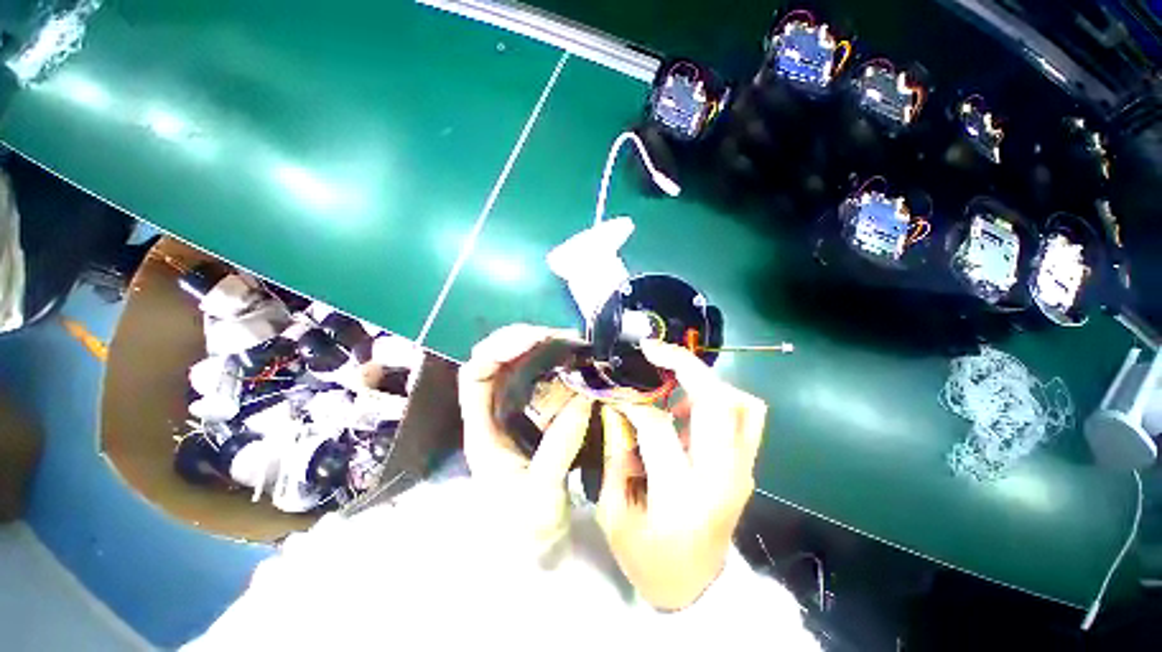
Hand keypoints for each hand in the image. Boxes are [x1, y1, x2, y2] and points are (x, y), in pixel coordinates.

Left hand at [459, 324, 592, 545]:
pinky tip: (575, 358)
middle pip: (496, 359)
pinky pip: (541, 374)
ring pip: (519, 363)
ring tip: (573, 343)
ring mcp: (514, 408)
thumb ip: (560, 447)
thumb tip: (584, 398)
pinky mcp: (534, 409)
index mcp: (482, 431)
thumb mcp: (542, 495)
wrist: (538, 544)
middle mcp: (494, 411)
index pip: (475, 376)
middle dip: (525, 340)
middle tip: (562, 337)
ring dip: (543, 346)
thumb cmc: (528, 527)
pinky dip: (557, 361)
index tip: (533, 341)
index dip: (497, 351)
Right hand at [597, 339, 766, 610]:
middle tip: (653, 350)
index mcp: (683, 497)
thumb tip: (616, 405)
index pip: (659, 427)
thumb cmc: (649, 559)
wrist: (696, 589)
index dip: (634, 402)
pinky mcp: (748, 466)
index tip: (617, 391)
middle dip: (685, 365)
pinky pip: (744, 414)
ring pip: (742, 402)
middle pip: (718, 401)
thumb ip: (616, 453)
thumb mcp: (616, 513)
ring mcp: (744, 470)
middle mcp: (723, 477)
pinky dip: (718, 396)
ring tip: (671, 378)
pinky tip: (687, 403)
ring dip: (705, 380)